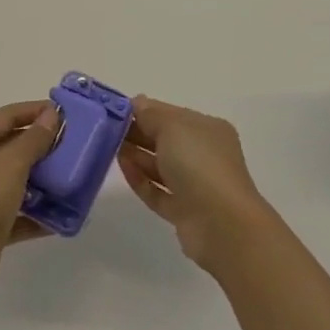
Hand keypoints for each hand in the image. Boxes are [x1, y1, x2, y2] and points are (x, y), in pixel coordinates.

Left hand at [0, 100, 59, 308]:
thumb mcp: (9, 164)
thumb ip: (33, 139)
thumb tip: (52, 114)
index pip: (9, 115)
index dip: (36, 111)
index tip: (68, 113)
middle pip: (14, 147)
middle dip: (45, 147)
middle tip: (77, 147)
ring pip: (19, 181)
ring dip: (46, 181)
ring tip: (76, 180)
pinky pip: (21, 213)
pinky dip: (40, 214)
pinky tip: (65, 216)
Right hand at [118, 95, 273, 272]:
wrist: (222, 225)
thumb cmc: (199, 164)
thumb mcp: (172, 127)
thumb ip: (150, 114)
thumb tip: (137, 103)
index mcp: (208, 130)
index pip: (172, 114)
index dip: (145, 111)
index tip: (117, 110)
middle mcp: (204, 155)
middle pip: (165, 140)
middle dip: (138, 133)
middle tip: (108, 129)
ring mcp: (196, 186)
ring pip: (160, 167)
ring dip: (136, 156)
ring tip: (110, 147)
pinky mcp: (184, 212)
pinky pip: (158, 192)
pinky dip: (141, 181)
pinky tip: (123, 169)